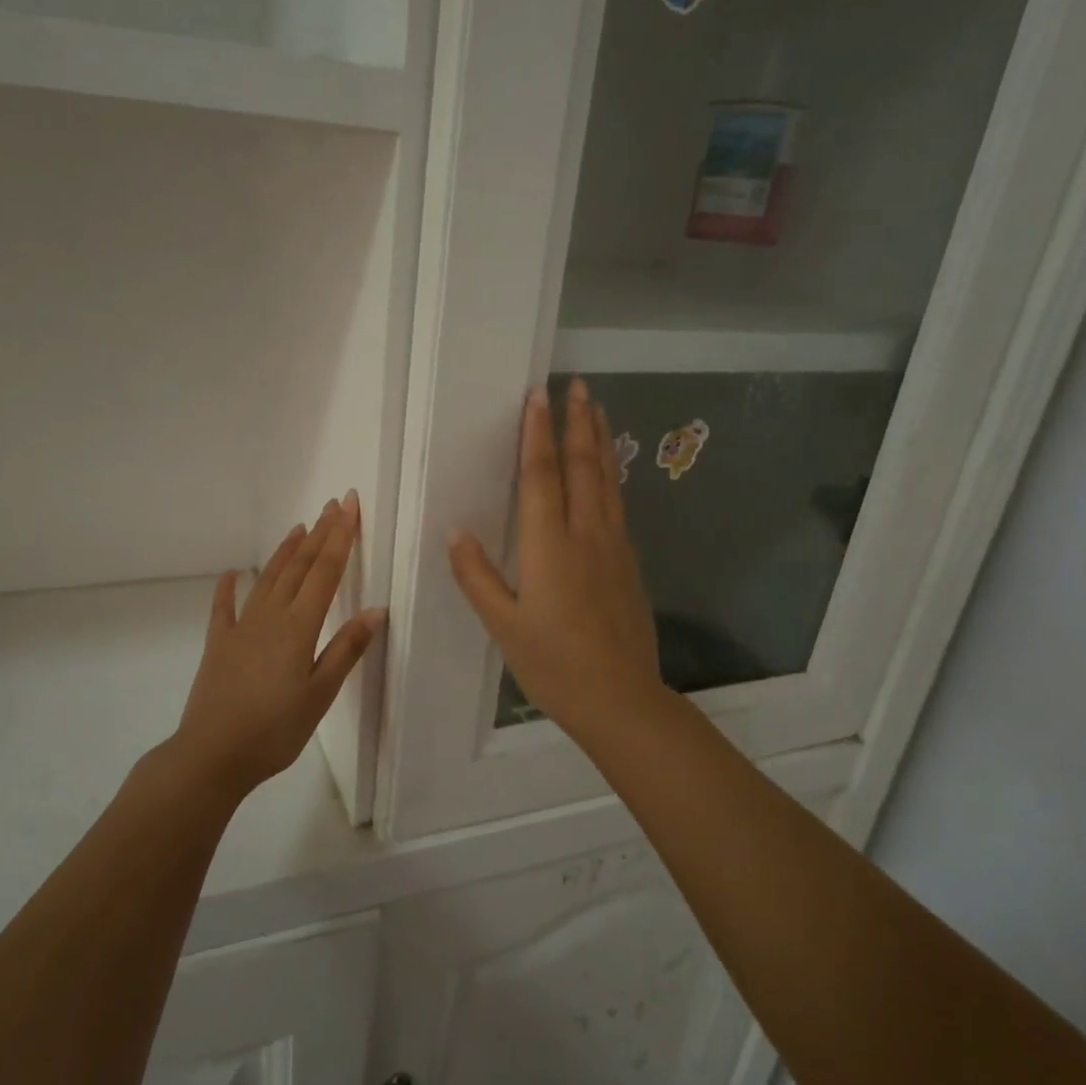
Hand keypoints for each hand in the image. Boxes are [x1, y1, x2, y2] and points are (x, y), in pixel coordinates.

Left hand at [176, 492, 385, 798]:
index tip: (349, 506)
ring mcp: (241, 627)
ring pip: (268, 578)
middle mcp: (271, 616)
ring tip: (299, 527)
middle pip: (299, 566)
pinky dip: (229, 587)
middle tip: (333, 505)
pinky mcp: (219, 643)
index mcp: (299, 626)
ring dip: (286, 551)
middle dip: (319, 533)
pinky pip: (224, 607)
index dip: (340, 537)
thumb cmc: (275, 729)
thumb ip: (347, 648)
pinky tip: (233, 573)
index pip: (326, 571)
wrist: (213, 754)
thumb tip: (376, 609)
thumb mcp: (321, 694)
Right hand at [450, 379, 666, 744]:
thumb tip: (456, 530)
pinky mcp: (629, 563)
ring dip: (601, 441)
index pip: (542, 476)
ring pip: (608, 481)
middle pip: (584, 467)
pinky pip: (618, 504)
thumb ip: (477, 575)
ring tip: (598, 410)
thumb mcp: (504, 625)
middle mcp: (586, 535)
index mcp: (549, 546)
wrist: (621, 699)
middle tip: (577, 385)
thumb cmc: (554, 664)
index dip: (538, 433)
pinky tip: (610, 471)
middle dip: (578, 423)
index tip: (538, 396)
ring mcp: (614, 547)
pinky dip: (612, 475)